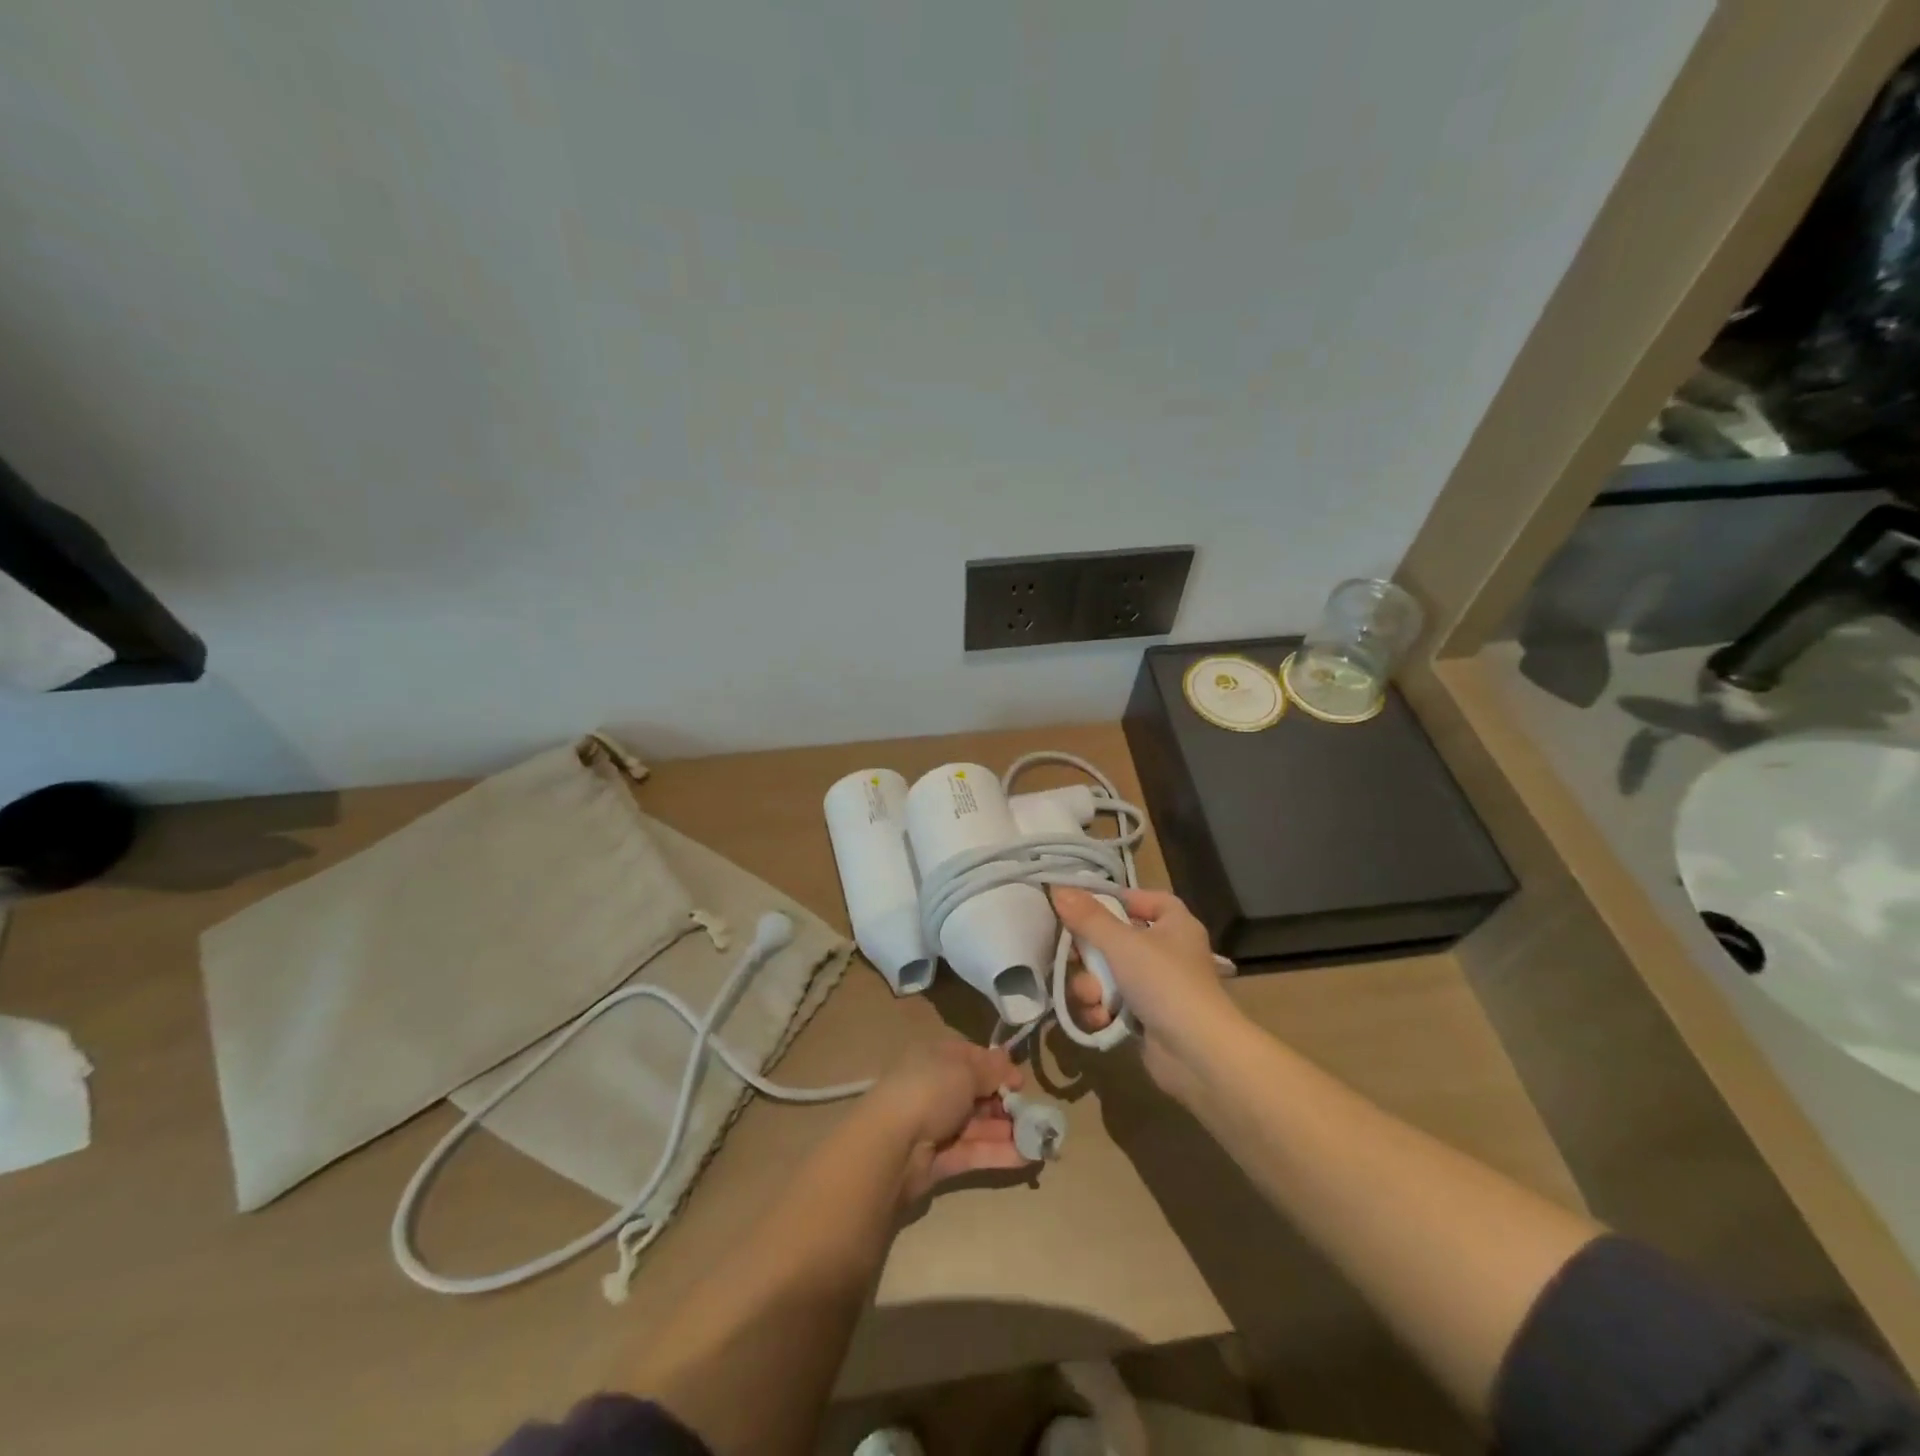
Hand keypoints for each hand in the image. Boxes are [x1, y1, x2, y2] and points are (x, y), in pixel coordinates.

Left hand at [862, 1038, 1032, 1206]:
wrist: (892, 1144)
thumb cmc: (930, 1090)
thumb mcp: (965, 1070)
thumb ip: (991, 1069)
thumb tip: (1009, 1063)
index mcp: (937, 1059)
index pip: (972, 1058)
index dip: (998, 1068)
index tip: (1021, 1081)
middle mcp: (937, 1089)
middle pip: (978, 1094)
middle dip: (1006, 1103)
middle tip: (1033, 1114)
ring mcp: (938, 1126)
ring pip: (979, 1126)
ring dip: (1008, 1130)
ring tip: (1040, 1138)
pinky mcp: (941, 1160)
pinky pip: (975, 1153)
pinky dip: (1000, 1154)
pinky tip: (1028, 1157)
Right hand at [1052, 885, 1242, 1099]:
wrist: (1198, 1054)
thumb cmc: (1165, 982)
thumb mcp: (1122, 943)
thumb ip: (1088, 917)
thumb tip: (1058, 888)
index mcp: (1175, 925)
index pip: (1149, 900)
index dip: (1120, 899)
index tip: (1087, 906)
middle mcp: (1168, 952)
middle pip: (1118, 939)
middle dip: (1090, 955)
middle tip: (1072, 959)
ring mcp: (1158, 988)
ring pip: (1110, 975)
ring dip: (1093, 987)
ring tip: (1092, 998)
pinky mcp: (1147, 1018)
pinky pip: (1114, 1004)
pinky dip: (1104, 1011)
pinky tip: (1101, 1019)